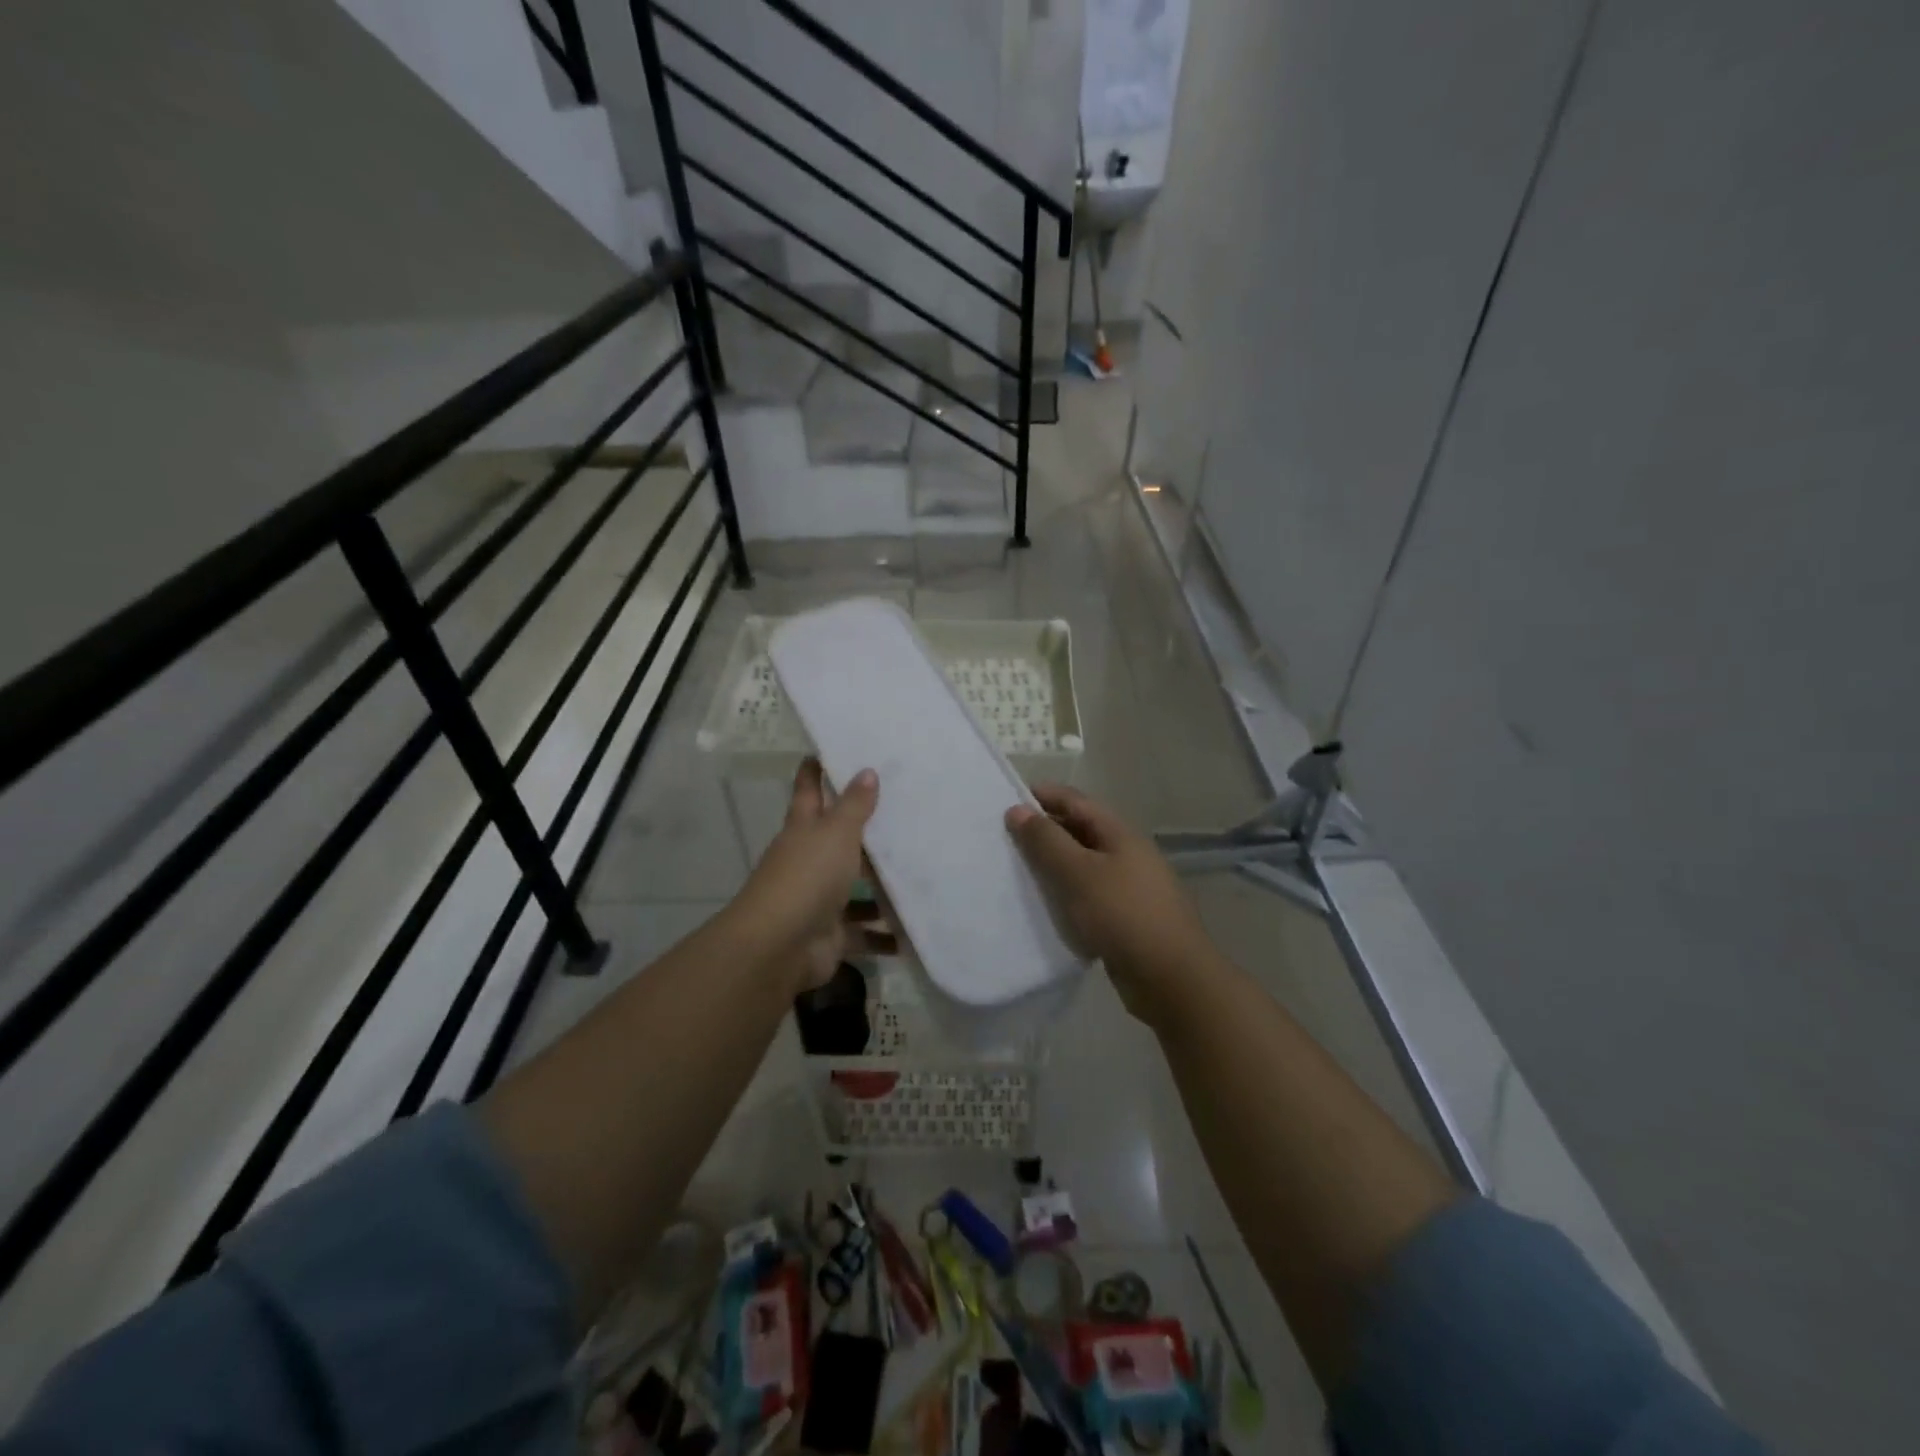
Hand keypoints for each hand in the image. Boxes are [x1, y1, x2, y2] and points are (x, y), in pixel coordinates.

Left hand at [730, 759, 896, 992]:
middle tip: (905, 811)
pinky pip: (864, 933)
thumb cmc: (807, 876)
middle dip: (865, 830)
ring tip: (921, 874)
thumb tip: (867, 770)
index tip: (829, 749)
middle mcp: (809, 860)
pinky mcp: (832, 935)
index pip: (809, 790)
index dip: (815, 770)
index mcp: (803, 829)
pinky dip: (884, 936)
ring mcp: (819, 899)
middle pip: (838, 839)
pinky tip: (913, 931)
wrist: (780, 947)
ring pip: (855, 889)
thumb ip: (854, 805)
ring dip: (881, 889)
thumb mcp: (836, 833)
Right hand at [1006, 784, 1210, 1024]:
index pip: (1076, 801)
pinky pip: (1088, 896)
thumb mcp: (1078, 873)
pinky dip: (1066, 895)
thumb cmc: (1122, 915)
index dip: (1044, 796)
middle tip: (1005, 838)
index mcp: (1120, 834)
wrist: (1171, 978)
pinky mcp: (1125, 919)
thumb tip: (1018, 809)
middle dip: (1045, 831)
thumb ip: (1046, 841)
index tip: (1008, 800)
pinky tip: (1045, 906)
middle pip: (1080, 831)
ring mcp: (1129, 888)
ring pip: (1083, 866)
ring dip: (1053, 865)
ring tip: (1017, 871)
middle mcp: (1127, 855)